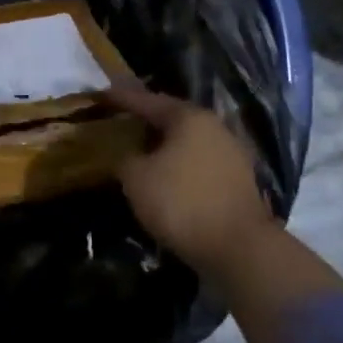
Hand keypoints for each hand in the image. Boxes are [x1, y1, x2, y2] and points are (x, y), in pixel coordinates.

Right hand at [107, 86, 277, 283]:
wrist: (240, 249)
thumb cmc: (182, 203)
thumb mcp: (137, 178)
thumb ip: (125, 158)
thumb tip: (128, 156)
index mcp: (189, 118)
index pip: (148, 100)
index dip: (122, 98)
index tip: (102, 94)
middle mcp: (215, 128)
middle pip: (172, 118)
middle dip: (146, 120)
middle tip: (121, 121)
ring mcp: (232, 154)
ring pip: (188, 142)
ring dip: (164, 145)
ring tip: (141, 150)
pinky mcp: (239, 181)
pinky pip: (199, 163)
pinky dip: (180, 165)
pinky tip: (166, 176)